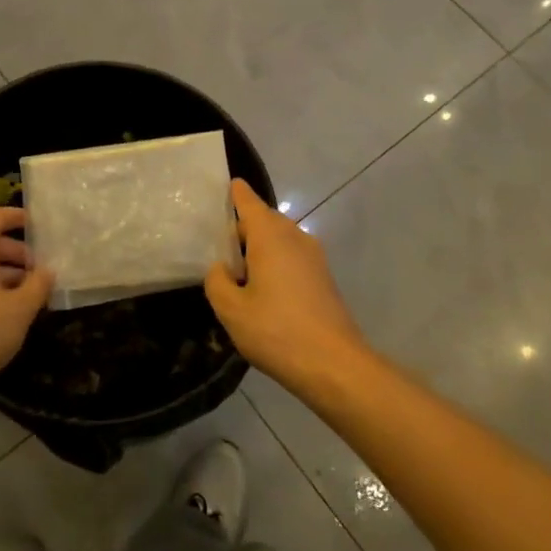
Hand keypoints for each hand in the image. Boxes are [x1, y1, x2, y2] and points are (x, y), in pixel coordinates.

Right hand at [204, 179, 367, 385]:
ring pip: (279, 240)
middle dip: (242, 228)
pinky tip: (261, 290)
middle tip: (216, 244)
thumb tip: (222, 268)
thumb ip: (217, 281)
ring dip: (259, 248)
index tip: (225, 185)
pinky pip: (291, 257)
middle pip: (264, 220)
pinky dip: (274, 263)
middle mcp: (295, 237)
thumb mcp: (231, 310)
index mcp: (270, 236)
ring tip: (236, 271)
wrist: (334, 365)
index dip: (235, 193)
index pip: (249, 202)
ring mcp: (314, 257)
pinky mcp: (323, 278)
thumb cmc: (277, 331)